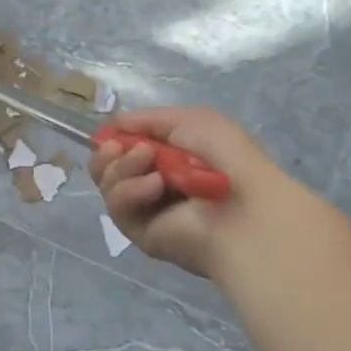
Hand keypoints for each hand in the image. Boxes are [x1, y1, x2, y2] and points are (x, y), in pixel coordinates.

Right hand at [89, 107, 317, 277]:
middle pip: (105, 166)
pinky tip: (156, 187)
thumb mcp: (192, 120)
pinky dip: (131, 191)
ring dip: (122, 168)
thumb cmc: (226, 159)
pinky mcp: (138, 232)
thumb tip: (110, 126)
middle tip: (120, 147)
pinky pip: (117, 206)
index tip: (112, 132)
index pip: (123, 146)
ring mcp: (144, 209)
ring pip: (107, 183)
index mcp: (168, 157)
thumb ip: (147, 118)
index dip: (113, 137)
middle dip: (109, 152)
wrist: (244, 209)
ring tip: (151, 164)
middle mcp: (153, 182)